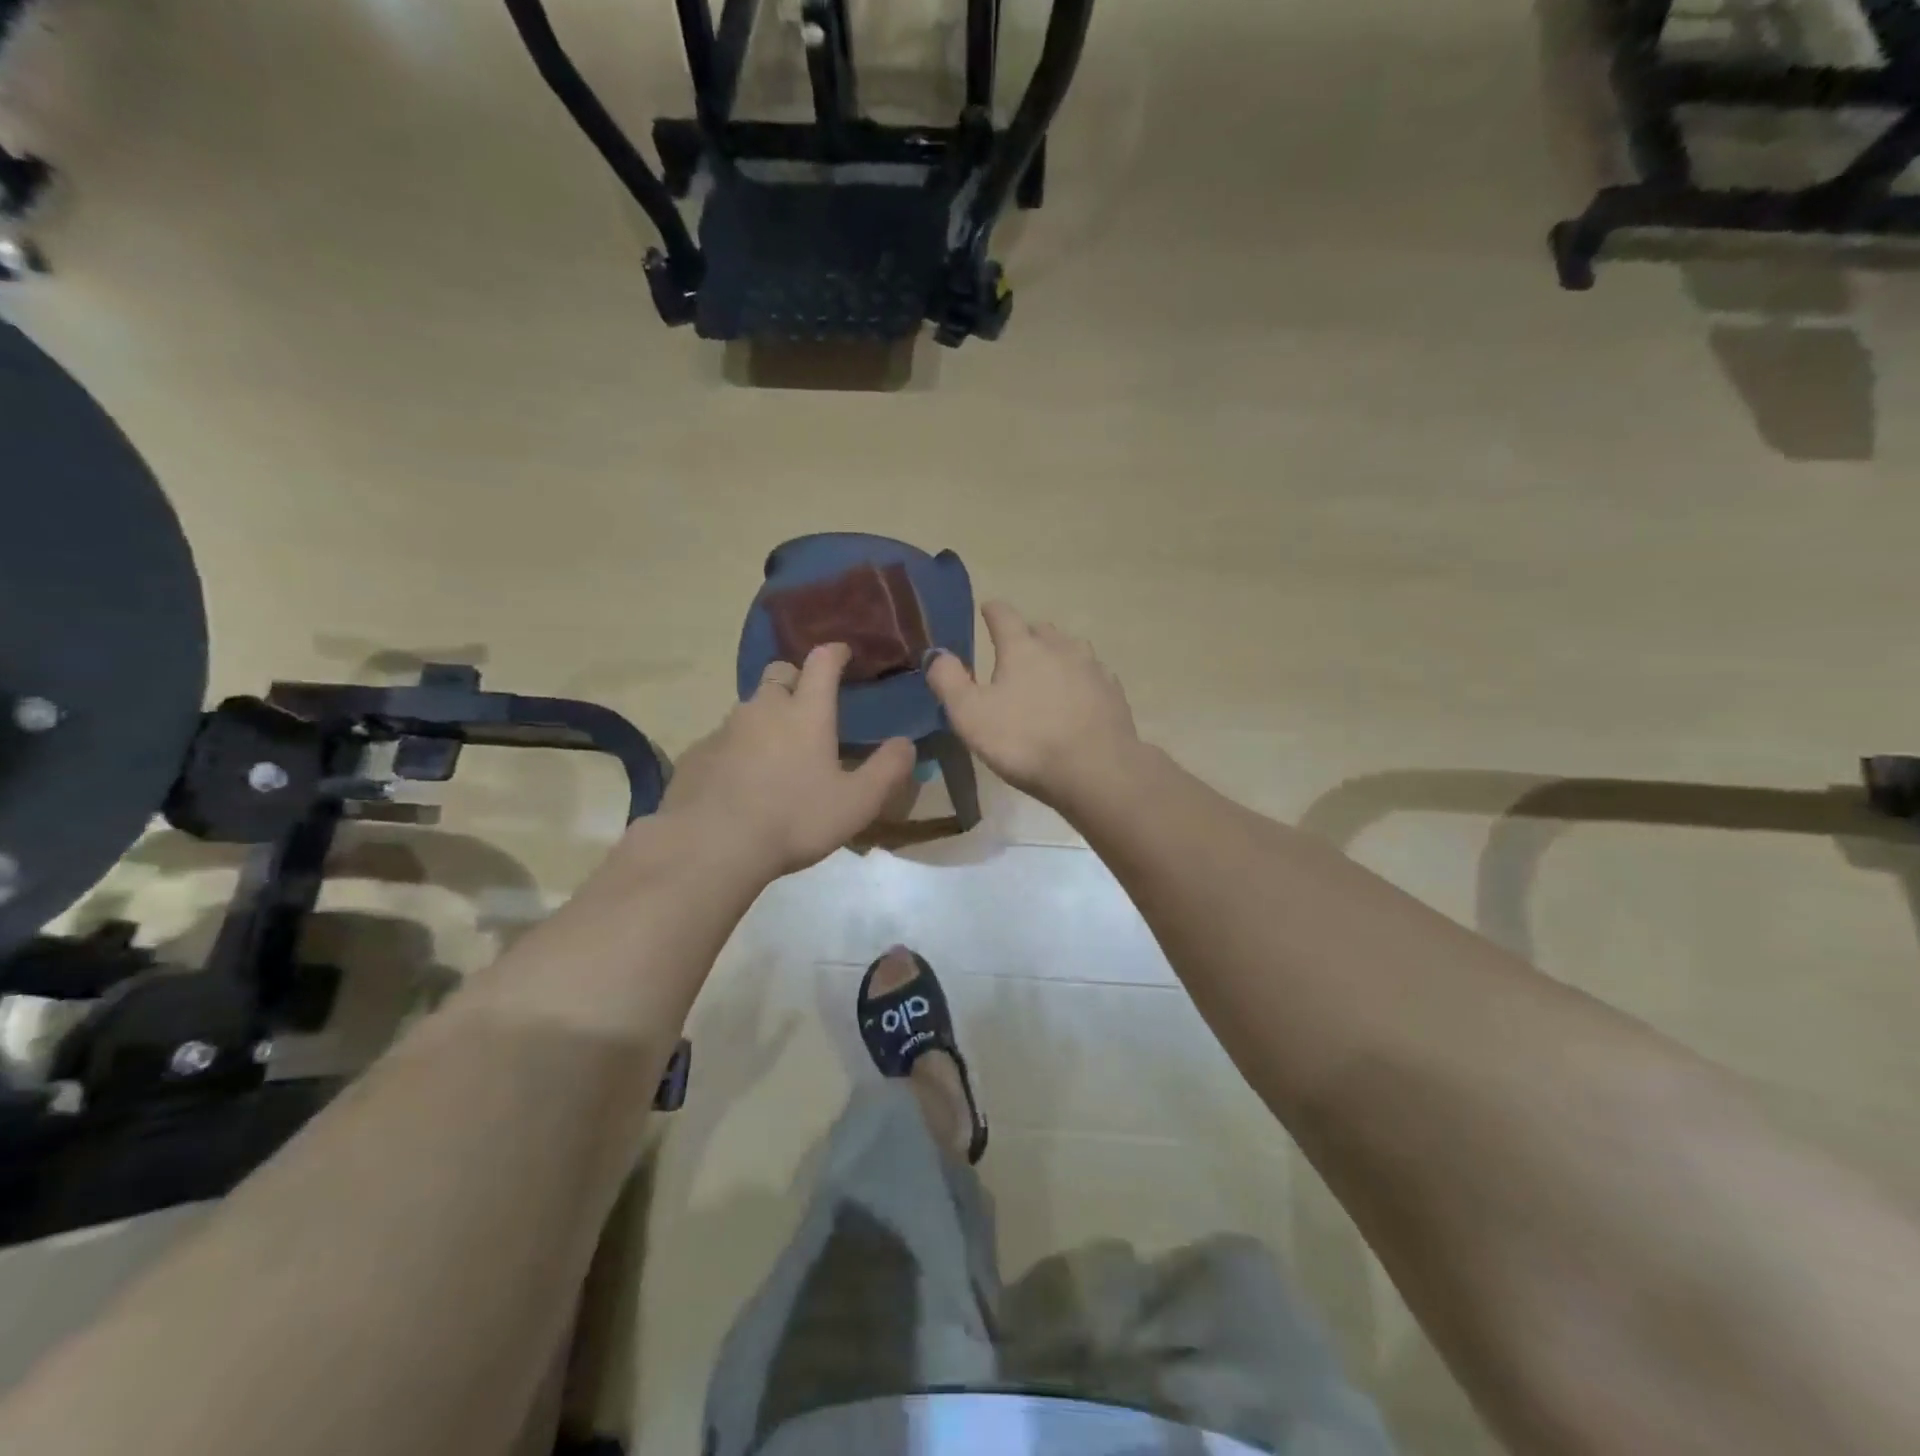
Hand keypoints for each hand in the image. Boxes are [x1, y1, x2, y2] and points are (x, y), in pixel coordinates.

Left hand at [661, 644, 914, 879]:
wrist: (712, 845)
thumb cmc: (794, 819)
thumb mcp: (857, 803)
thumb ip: (887, 770)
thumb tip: (905, 743)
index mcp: (807, 713)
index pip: (821, 663)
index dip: (834, 653)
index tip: (843, 652)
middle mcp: (764, 709)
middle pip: (778, 674)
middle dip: (795, 679)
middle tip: (807, 704)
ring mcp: (725, 729)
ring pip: (749, 708)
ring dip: (765, 717)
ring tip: (775, 752)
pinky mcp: (697, 754)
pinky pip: (722, 740)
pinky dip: (736, 749)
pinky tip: (740, 781)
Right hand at [927, 601, 1138, 808]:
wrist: (1096, 771)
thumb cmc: (1025, 741)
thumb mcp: (970, 715)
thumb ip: (948, 681)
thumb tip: (936, 653)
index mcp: (1022, 648)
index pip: (1004, 615)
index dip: (992, 611)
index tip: (987, 610)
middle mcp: (1060, 648)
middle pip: (1041, 629)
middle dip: (1026, 635)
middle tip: (1013, 652)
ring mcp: (1092, 669)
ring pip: (1071, 649)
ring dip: (1056, 654)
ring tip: (1047, 673)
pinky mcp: (1113, 693)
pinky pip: (1093, 675)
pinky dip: (1080, 680)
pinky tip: (1077, 697)